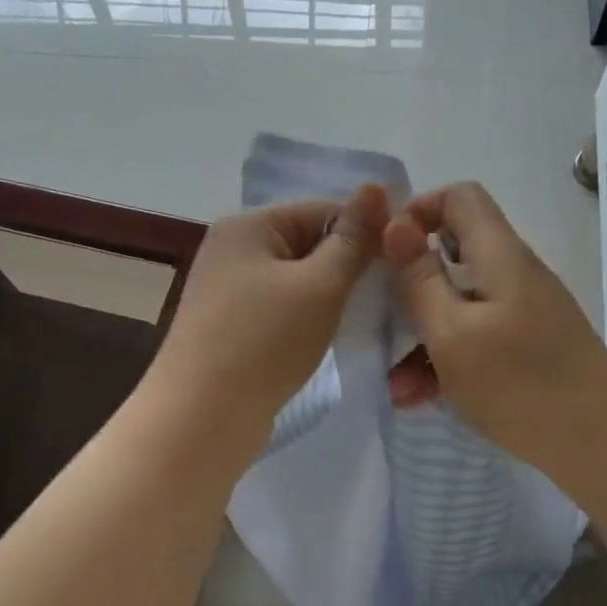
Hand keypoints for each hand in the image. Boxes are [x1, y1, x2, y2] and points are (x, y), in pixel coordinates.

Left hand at [156, 184, 387, 438]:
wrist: (202, 417)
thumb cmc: (265, 341)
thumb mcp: (320, 285)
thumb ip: (353, 240)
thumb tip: (376, 188)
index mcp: (248, 225)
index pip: (323, 210)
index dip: (367, 231)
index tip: (404, 261)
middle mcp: (233, 250)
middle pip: (308, 245)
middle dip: (348, 268)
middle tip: (391, 295)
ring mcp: (228, 292)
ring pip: (297, 282)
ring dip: (330, 297)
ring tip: (366, 318)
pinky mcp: (231, 329)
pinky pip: (281, 311)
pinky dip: (307, 320)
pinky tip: (330, 338)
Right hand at [385, 182, 606, 495]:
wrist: (601, 444)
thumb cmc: (520, 384)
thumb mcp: (452, 333)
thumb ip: (419, 278)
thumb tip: (395, 222)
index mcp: (499, 256)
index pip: (460, 197)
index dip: (417, 212)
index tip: (384, 254)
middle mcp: (514, 274)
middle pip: (453, 255)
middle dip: (409, 291)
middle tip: (378, 325)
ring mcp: (523, 312)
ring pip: (459, 306)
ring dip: (422, 339)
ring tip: (396, 387)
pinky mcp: (527, 346)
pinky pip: (476, 338)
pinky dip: (448, 361)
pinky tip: (422, 399)